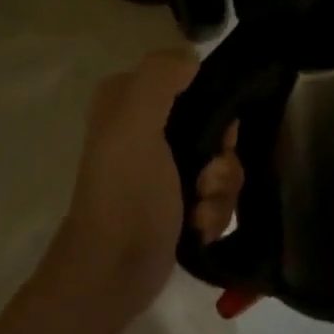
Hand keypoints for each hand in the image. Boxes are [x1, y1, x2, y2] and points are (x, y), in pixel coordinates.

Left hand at [47, 52, 243, 323]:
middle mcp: (146, 125)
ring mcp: (163, 166)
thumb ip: (160, 78)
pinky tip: (199, 228)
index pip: (190, 79)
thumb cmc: (124, 194)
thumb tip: (192, 58)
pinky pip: (216, 193)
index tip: (219, 132)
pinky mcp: (177, 202)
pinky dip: (214, 212)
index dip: (215, 103)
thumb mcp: (135, 124)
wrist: (111, 276)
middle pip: (215, 123)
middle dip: (222, 156)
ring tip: (200, 211)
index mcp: (130, 99)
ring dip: (221, 189)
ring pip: (221, 161)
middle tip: (208, 176)